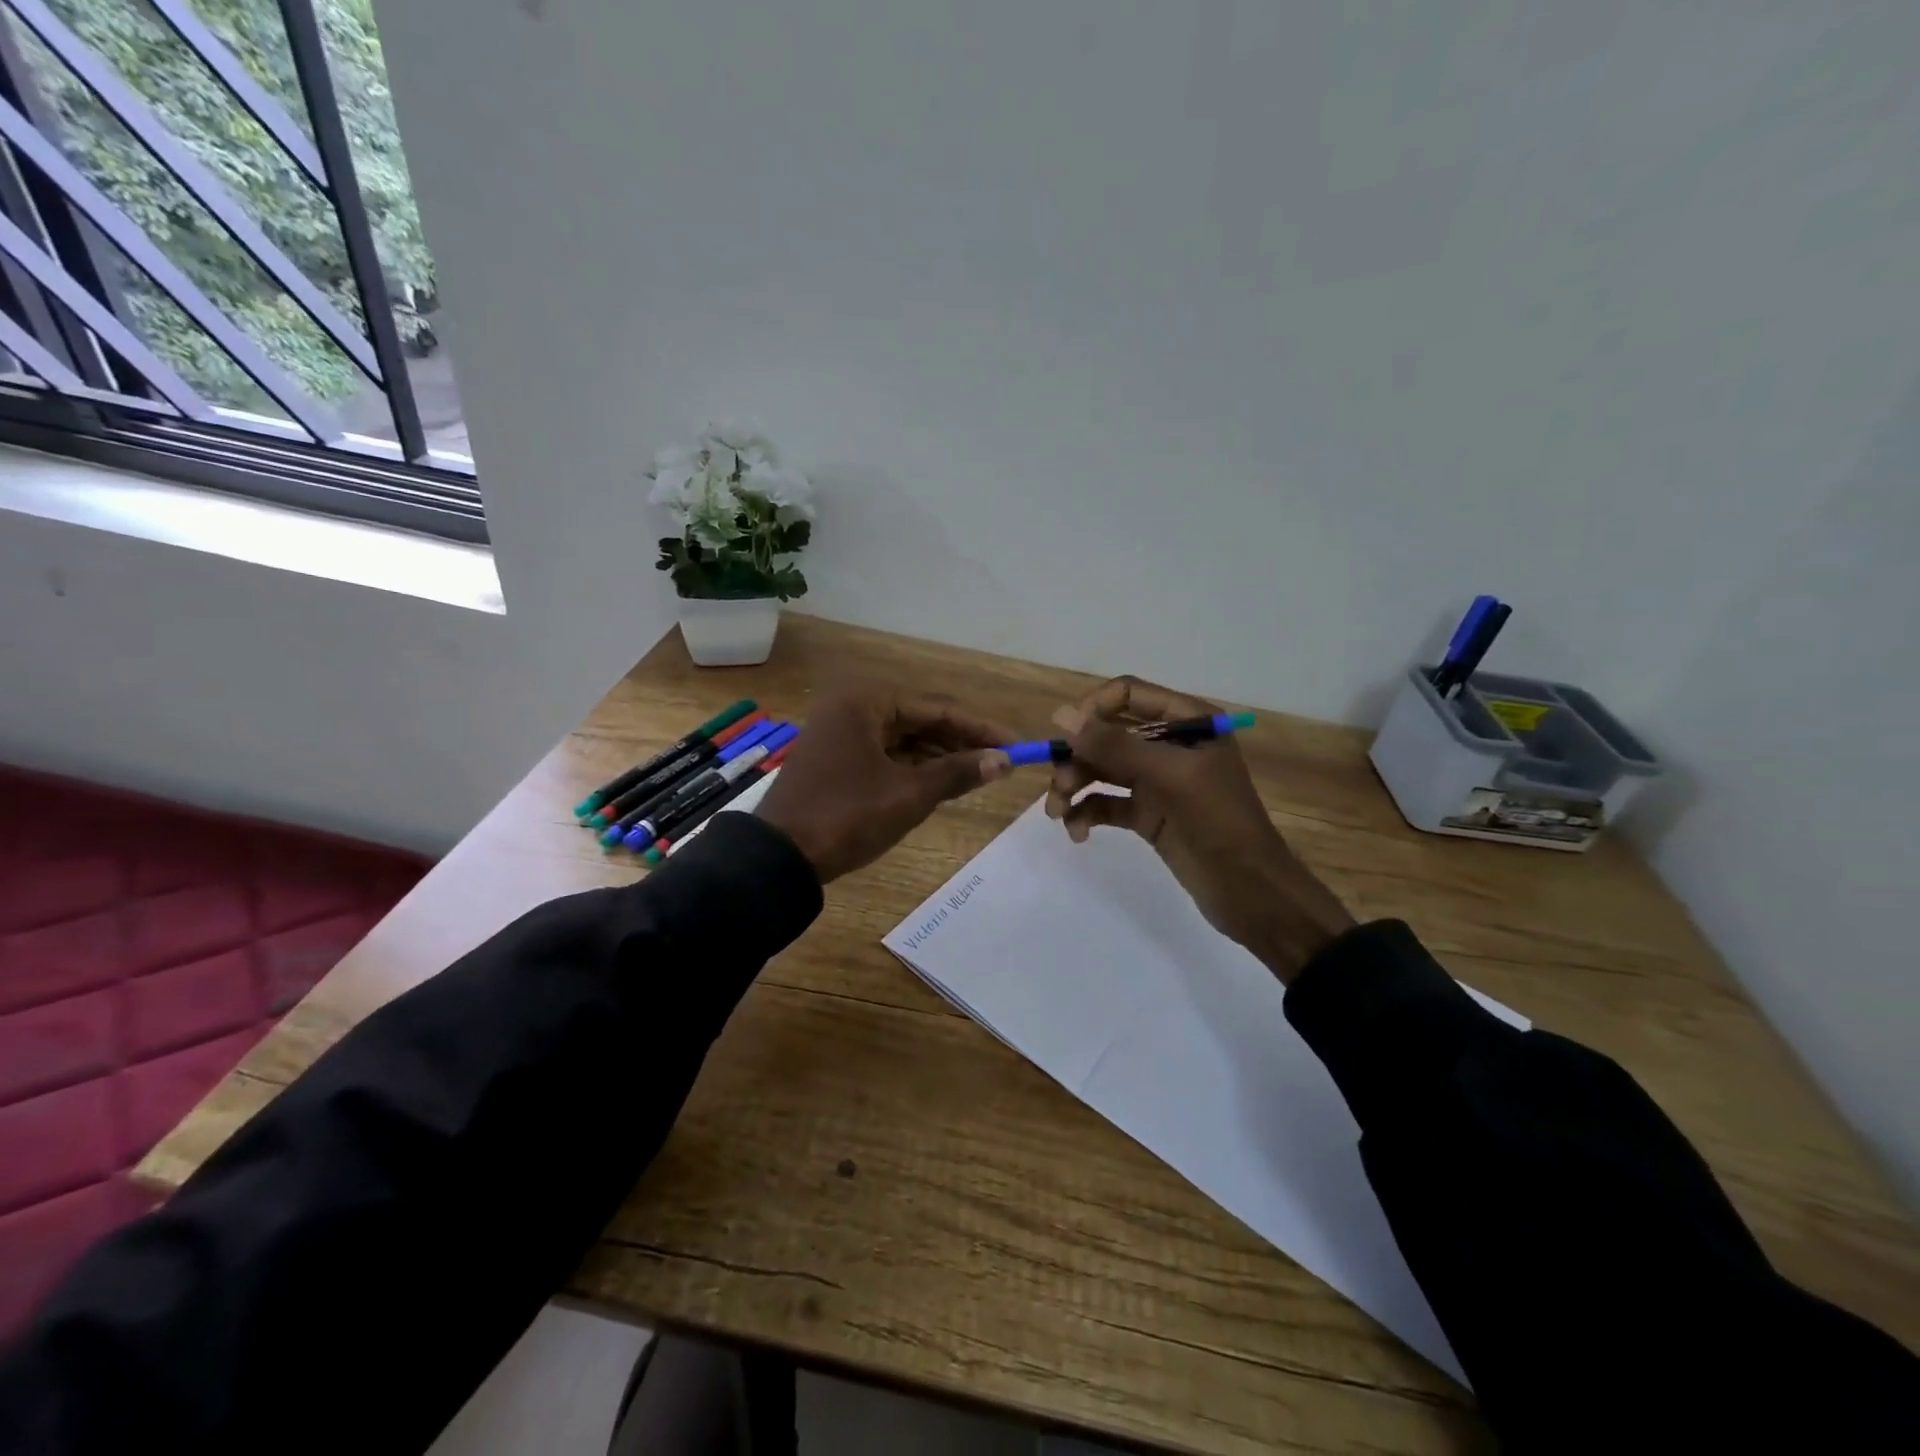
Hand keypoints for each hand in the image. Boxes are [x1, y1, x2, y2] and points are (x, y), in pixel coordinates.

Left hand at [757, 687, 1015, 882]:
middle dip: (960, 742)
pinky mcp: (836, 759)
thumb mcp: (909, 794)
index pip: (936, 709)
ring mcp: (840, 734)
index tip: (1017, 744)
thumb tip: (1005, 761)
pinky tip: (942, 780)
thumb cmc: (848, 816)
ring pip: (903, 739)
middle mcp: (851, 708)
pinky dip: (913, 767)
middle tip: (1001, 761)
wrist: (780, 857)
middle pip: (920, 720)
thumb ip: (957, 772)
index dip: (979, 728)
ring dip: (939, 755)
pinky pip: (885, 754)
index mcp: (865, 702)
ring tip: (980, 772)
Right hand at [1045, 676, 1354, 983]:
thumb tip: (1060, 715)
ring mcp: (1157, 780)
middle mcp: (1169, 744)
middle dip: (1077, 758)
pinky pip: (1106, 803)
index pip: (1127, 694)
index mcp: (1187, 721)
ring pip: (1101, 770)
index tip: (1067, 738)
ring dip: (1074, 787)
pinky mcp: (1147, 813)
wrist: (1249, 890)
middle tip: (1060, 787)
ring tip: (1058, 814)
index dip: (1093, 710)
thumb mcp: (1167, 776)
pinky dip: (1087, 814)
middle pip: (1107, 734)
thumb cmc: (1217, 820)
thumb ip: (1113, 744)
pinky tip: (1078, 833)